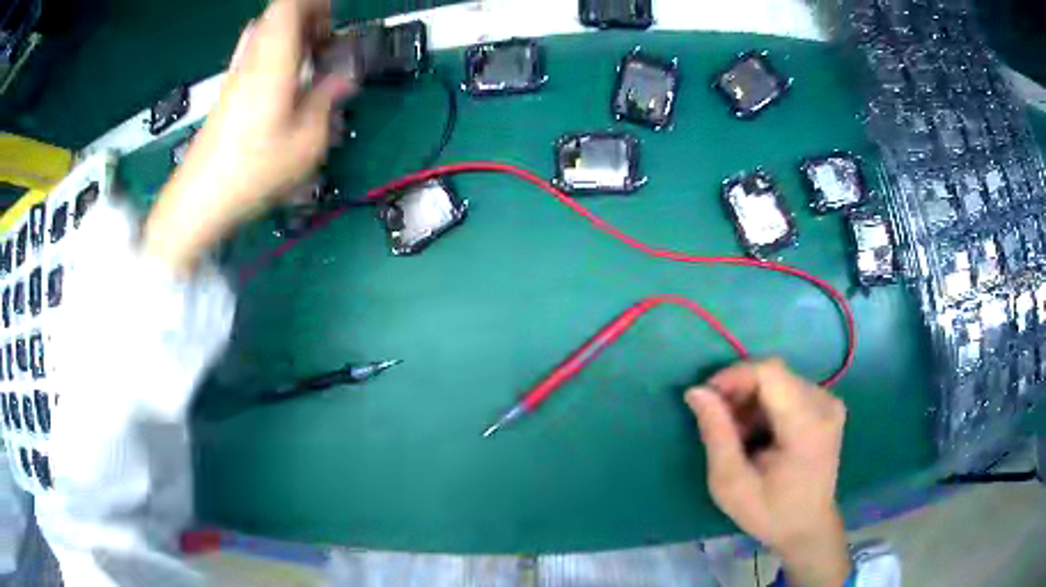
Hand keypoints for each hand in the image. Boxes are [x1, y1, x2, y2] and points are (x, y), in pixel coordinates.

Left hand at [144, 0, 355, 273]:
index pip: (289, 5)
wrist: (198, 201)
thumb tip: (343, 77)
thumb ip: (327, 99)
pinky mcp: (228, 93)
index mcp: (273, 61)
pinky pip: (255, 55)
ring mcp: (236, 76)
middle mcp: (251, 59)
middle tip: (327, 44)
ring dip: (292, 37)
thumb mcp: (306, 142)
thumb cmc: (253, 172)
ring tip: (311, 63)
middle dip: (308, 19)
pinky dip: (276, 55)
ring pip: (265, 33)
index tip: (333, 23)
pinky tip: (287, 84)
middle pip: (277, 14)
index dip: (315, 4)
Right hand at [685, 359, 850, 586]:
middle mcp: (824, 404)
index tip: (706, 400)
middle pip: (773, 375)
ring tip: (739, 437)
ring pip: (778, 381)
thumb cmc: (770, 513)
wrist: (808, 527)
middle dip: (739, 394)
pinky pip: (788, 389)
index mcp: (807, 426)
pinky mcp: (827, 405)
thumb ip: (716, 434)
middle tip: (720, 428)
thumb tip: (696, 391)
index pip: (770, 373)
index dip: (734, 376)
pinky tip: (759, 434)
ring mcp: (829, 402)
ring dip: (751, 401)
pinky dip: (765, 405)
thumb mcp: (732, 484)